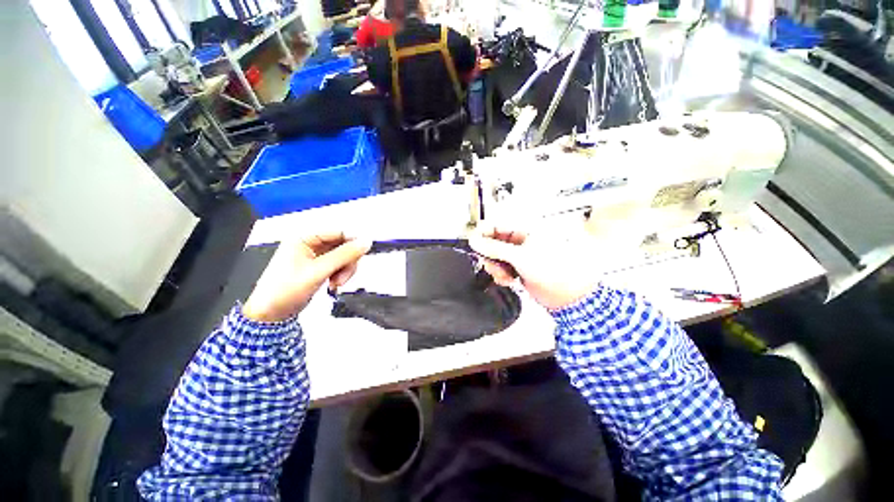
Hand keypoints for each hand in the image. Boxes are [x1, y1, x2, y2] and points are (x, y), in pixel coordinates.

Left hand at [243, 232, 371, 322]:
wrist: (269, 314)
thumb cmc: (285, 290)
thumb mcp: (316, 272)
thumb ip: (342, 256)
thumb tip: (366, 241)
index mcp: (303, 236)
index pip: (336, 230)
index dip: (352, 241)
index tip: (364, 254)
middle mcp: (308, 242)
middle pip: (340, 243)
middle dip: (346, 261)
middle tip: (344, 278)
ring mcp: (311, 256)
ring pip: (339, 256)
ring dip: (343, 270)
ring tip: (336, 285)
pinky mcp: (313, 269)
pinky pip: (333, 266)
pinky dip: (337, 275)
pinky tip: (332, 286)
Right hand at [469, 225, 601, 310]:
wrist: (566, 293)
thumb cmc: (554, 269)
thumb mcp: (520, 257)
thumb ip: (495, 248)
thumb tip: (475, 241)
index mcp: (525, 229)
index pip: (497, 223)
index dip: (483, 232)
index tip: (474, 243)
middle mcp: (522, 239)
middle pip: (493, 241)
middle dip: (490, 254)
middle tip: (492, 264)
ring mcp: (521, 255)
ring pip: (496, 256)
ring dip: (495, 267)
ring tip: (504, 275)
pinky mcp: (520, 268)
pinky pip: (502, 268)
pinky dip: (501, 274)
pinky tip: (508, 280)